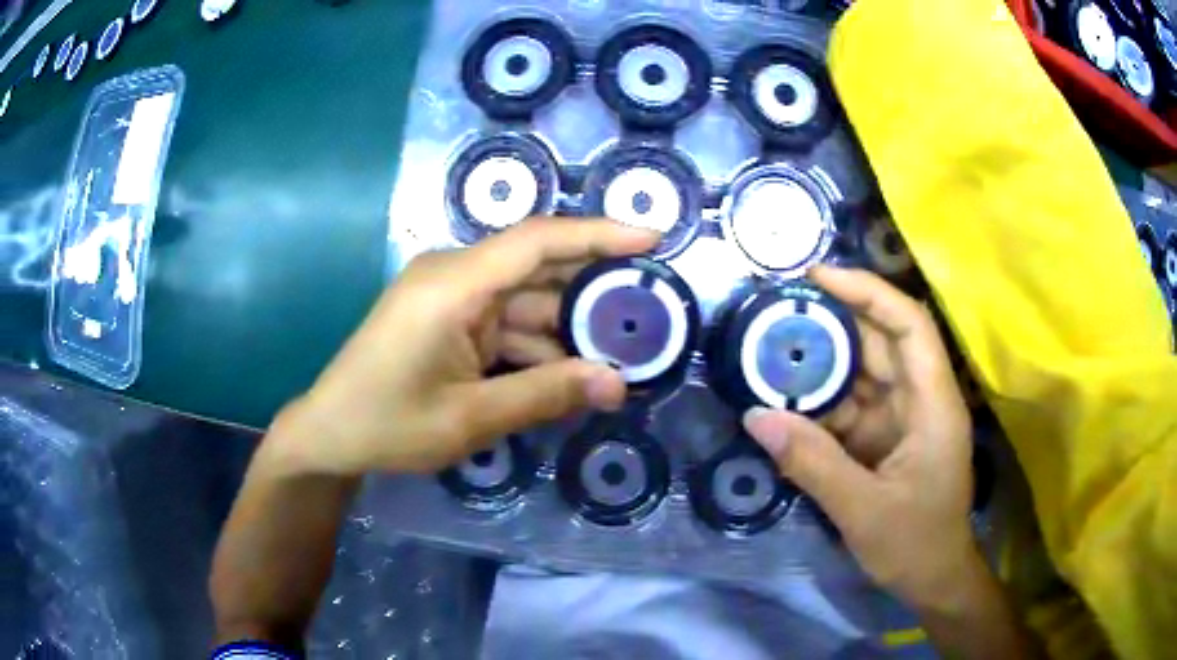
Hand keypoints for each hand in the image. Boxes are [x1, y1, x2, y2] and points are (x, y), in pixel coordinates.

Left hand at [266, 219, 659, 475]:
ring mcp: (449, 298)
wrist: (329, 435)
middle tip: (648, 311)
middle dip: (591, 291)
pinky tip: (568, 374)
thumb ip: (545, 395)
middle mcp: (453, 277)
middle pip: (537, 269)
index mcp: (453, 285)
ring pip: (525, 301)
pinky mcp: (447, 320)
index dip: (598, 234)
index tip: (652, 238)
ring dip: (566, 329)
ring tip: (618, 355)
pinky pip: (504, 323)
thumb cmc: (388, 425)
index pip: (537, 241)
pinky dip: (535, 347)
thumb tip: (618, 384)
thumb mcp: (470, 418)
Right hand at [743, 266, 978, 608]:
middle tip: (774, 314)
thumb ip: (812, 463)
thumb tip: (754, 417)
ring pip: (860, 375)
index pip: (909, 325)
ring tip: (767, 355)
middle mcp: (920, 399)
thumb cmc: (915, 544)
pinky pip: (850, 408)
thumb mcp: (862, 510)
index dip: (868, 291)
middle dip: (830, 326)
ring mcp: (902, 418)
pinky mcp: (884, 438)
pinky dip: (818, 405)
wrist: (933, 578)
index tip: (817, 278)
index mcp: (933, 404)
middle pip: (879, 342)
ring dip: (818, 367)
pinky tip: (784, 404)